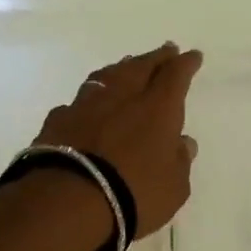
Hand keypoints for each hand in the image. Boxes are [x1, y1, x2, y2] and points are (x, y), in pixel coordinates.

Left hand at [34, 43, 202, 237]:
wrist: (68, 200)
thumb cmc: (133, 194)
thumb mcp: (173, 187)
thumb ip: (180, 161)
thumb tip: (183, 142)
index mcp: (157, 109)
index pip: (175, 76)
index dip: (185, 64)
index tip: (192, 56)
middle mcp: (122, 97)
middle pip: (141, 67)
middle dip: (156, 58)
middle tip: (165, 50)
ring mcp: (86, 106)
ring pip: (107, 77)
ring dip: (121, 69)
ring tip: (127, 65)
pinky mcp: (58, 121)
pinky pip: (79, 102)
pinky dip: (90, 99)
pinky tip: (88, 104)